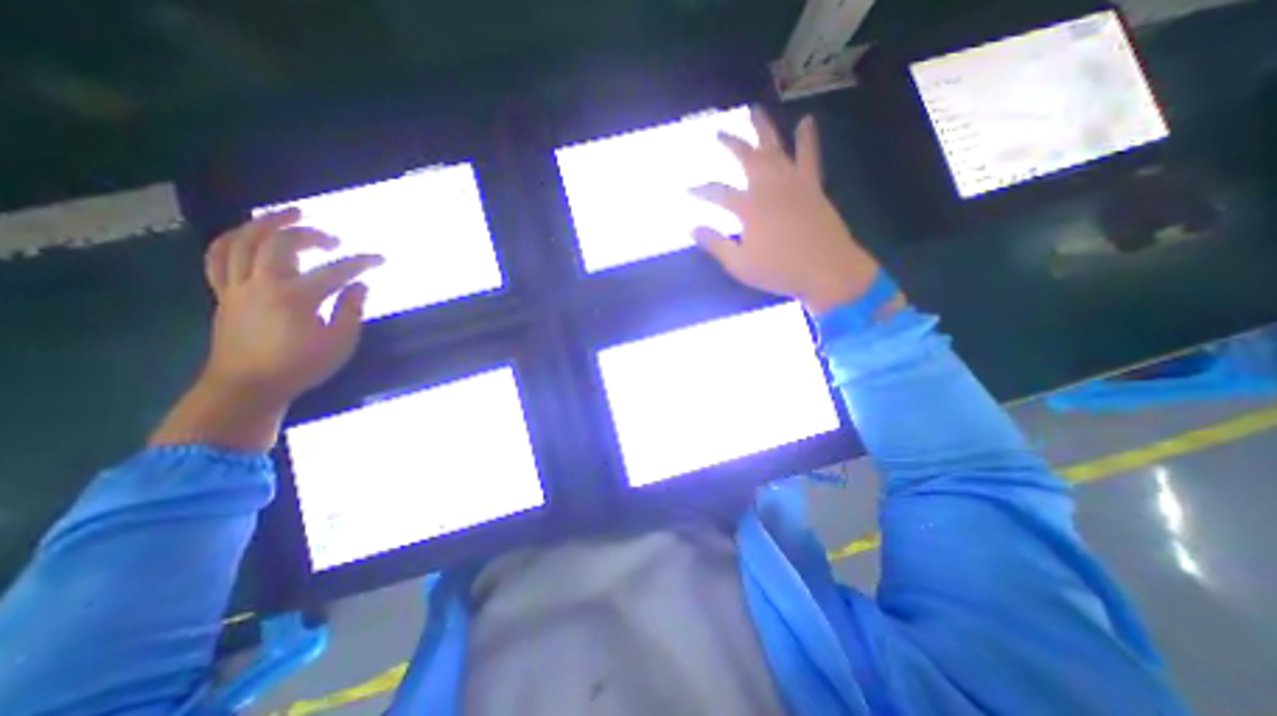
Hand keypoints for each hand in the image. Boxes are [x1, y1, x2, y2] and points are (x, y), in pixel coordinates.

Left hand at [150, 210, 376, 449]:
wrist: (248, 386)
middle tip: (332, 237)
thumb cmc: (301, 366)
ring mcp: (237, 286)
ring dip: (267, 223)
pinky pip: (219, 257)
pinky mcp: (223, 294)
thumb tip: (360, 285)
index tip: (380, 259)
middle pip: (280, 243)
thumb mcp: (340, 342)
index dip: (361, 262)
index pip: (336, 271)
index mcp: (296, 297)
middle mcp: (263, 284)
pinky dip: (234, 239)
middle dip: (310, 234)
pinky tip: (249, 234)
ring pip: (243, 241)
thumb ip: (351, 310)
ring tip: (289, 215)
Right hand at [695, 106, 890, 316]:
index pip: (718, 193)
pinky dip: (807, 138)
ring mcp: (794, 183)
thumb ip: (716, 244)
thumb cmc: (780, 271)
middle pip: (747, 157)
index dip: (700, 190)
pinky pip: (809, 156)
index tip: (687, 190)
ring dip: (763, 128)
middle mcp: (770, 187)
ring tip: (754, 110)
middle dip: (731, 144)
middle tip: (719, 132)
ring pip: (776, 148)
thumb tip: (693, 228)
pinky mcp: (812, 186)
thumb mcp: (739, 264)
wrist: (827, 270)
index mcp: (750, 207)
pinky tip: (806, 121)